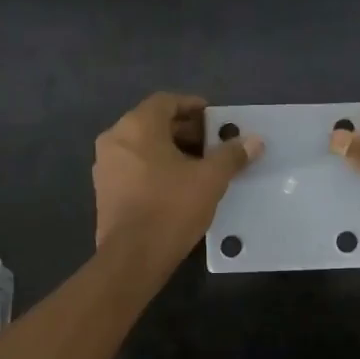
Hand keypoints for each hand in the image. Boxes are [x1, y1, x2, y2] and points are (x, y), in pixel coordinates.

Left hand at [94, 93, 262, 265]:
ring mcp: (105, 166)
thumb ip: (232, 155)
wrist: (133, 257)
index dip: (193, 106)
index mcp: (137, 126)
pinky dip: (155, 167)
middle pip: (153, 123)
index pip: (166, 101)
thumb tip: (254, 140)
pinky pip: (133, 166)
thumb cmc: (171, 208)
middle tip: (212, 144)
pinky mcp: (105, 191)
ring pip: (142, 146)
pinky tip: (178, 186)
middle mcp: (115, 139)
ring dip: (171, 150)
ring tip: (199, 166)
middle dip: (185, 130)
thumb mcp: (210, 179)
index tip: (215, 119)